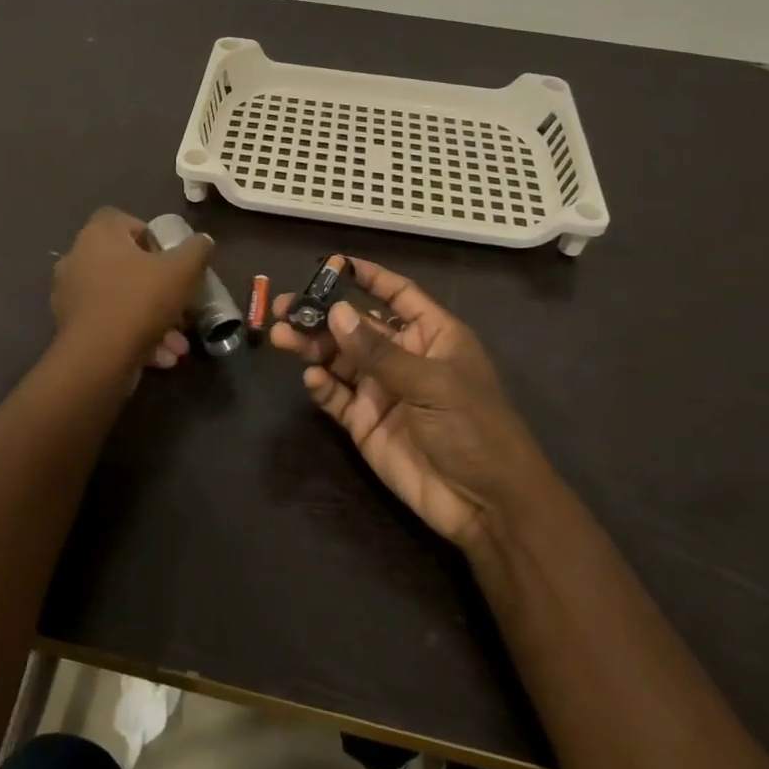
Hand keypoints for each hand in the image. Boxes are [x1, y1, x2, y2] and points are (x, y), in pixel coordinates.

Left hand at [52, 207, 213, 373]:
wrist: (97, 359)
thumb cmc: (139, 301)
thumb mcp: (183, 270)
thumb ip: (197, 250)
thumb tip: (203, 241)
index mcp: (98, 236)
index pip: (121, 220)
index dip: (149, 235)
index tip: (170, 258)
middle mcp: (77, 259)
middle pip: (125, 265)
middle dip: (159, 289)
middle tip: (181, 306)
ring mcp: (71, 296)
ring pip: (122, 301)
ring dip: (153, 319)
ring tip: (177, 344)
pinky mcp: (70, 329)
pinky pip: (110, 325)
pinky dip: (135, 337)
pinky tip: (161, 357)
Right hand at [270, 258, 537, 547]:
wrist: (487, 505)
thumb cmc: (474, 428)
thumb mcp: (430, 383)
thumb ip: (378, 351)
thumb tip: (335, 312)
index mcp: (432, 336)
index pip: (397, 295)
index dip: (369, 277)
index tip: (333, 263)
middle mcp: (404, 357)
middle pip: (357, 326)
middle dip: (322, 315)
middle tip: (284, 306)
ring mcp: (382, 390)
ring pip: (339, 358)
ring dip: (312, 346)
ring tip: (281, 336)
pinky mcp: (365, 423)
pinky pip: (336, 396)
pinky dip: (321, 386)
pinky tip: (312, 379)